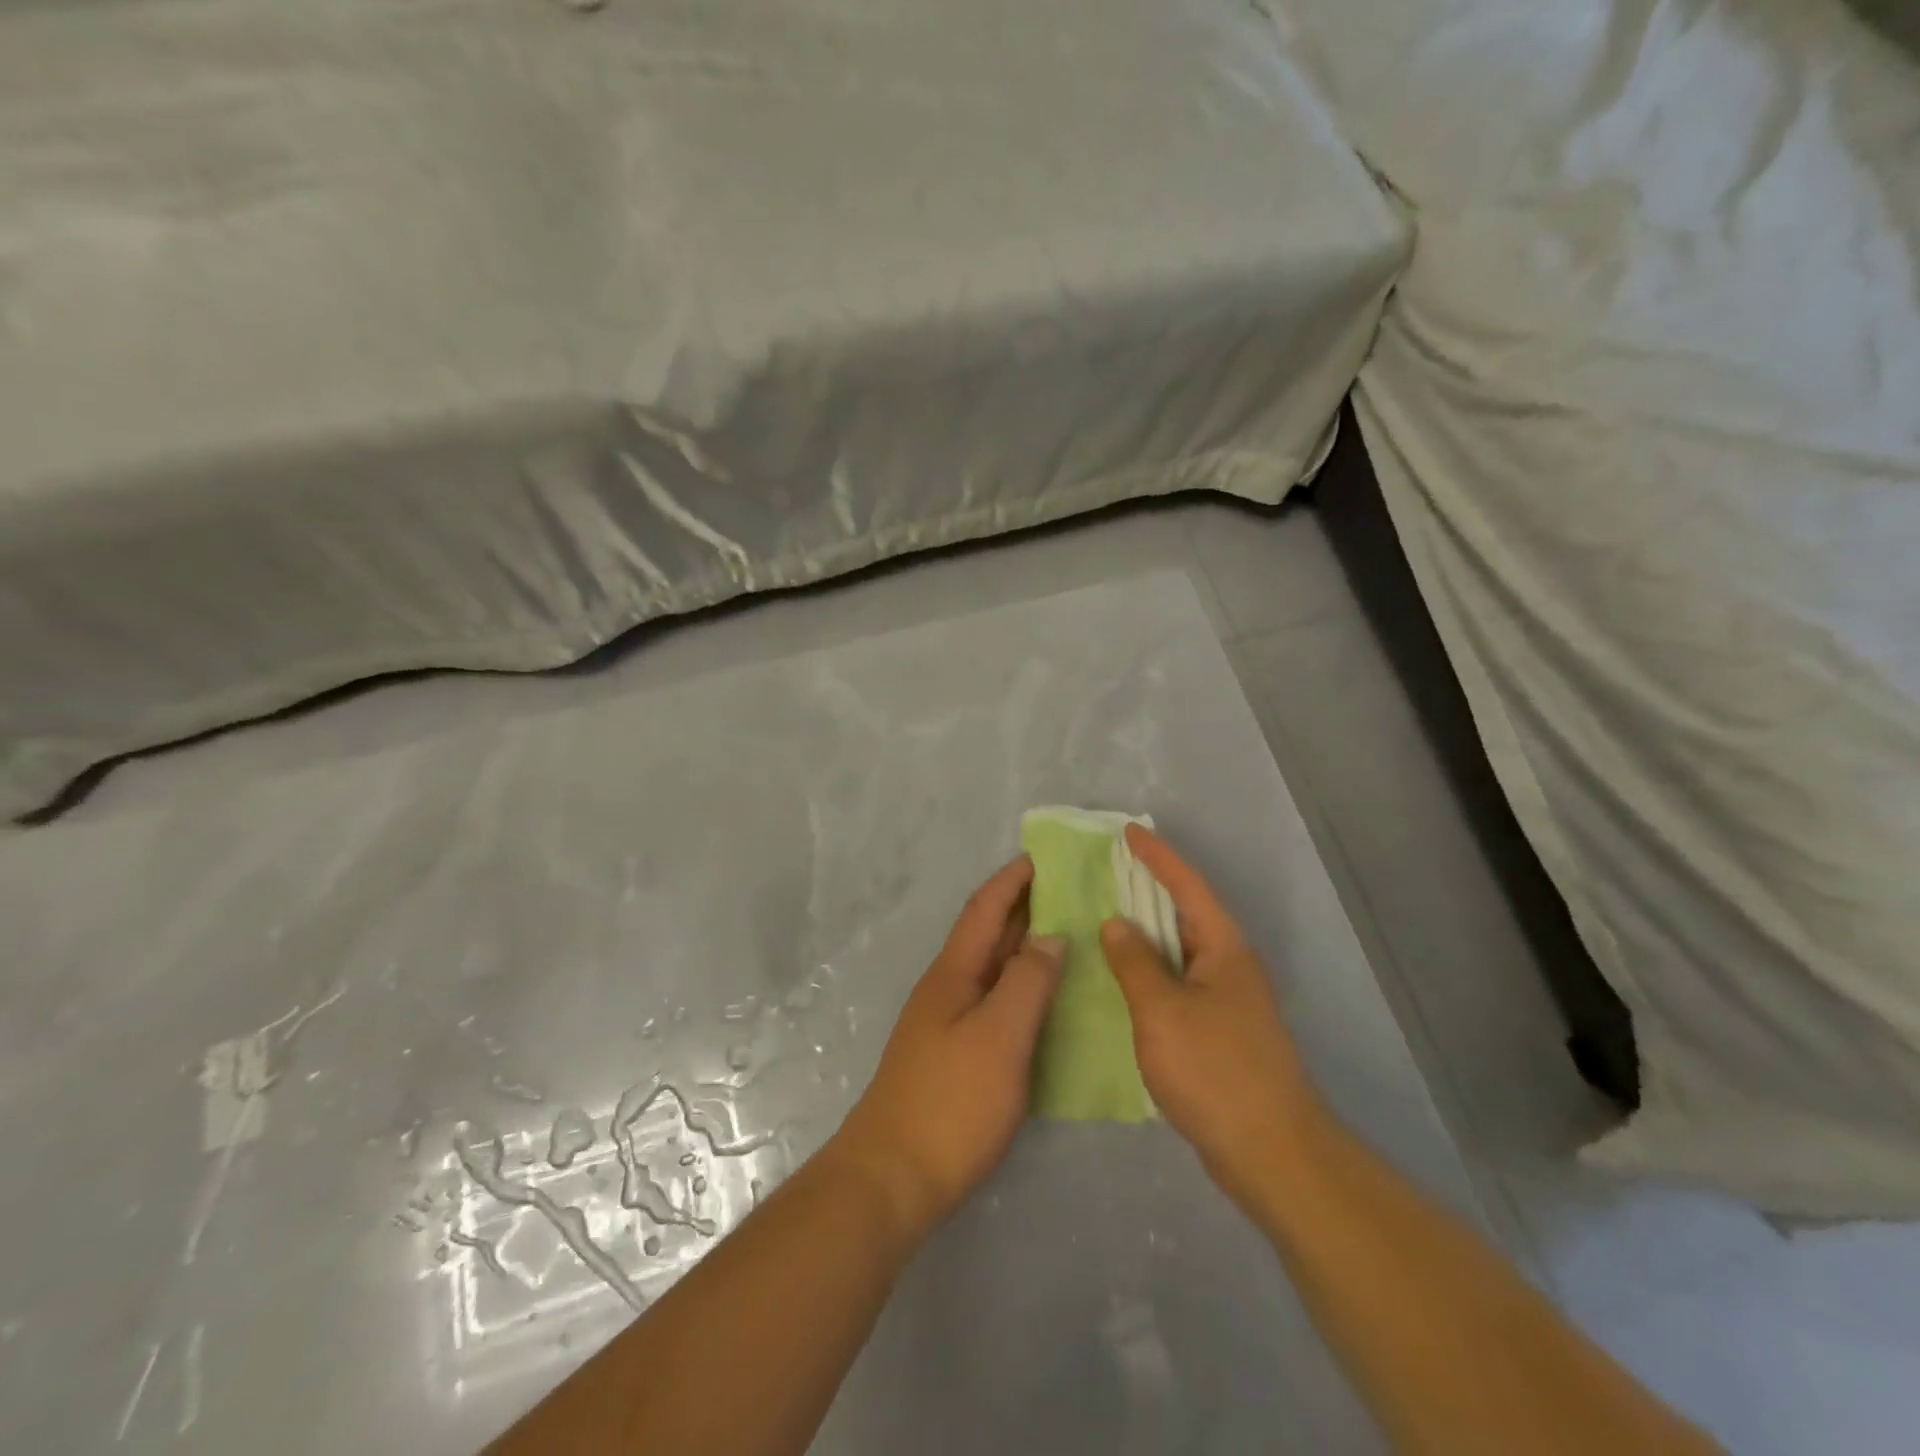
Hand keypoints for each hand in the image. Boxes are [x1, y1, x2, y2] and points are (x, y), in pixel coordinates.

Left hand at [828, 856, 1064, 1243]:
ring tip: (1069, 936)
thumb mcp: (999, 1036)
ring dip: (1025, 947)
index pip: (985, 910)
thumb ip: (1026, 982)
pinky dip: (1022, 987)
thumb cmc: (951, 1101)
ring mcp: (948, 1024)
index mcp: (954, 973)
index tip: (1044, 857)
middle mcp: (948, 989)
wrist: (893, 1178)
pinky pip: (995, 1002)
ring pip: (993, 969)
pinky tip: (1047, 1001)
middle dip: (1024, 907)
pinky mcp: (955, 1056)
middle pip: (988, 935)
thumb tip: (1049, 936)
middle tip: (1072, 891)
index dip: (1012, 880)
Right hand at [1100, 825, 1326, 1211]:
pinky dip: (1150, 972)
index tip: (1128, 831)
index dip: (1157, 856)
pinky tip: (1122, 980)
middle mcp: (1230, 965)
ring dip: (1146, 933)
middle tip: (1107, 871)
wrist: (1270, 1152)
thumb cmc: (1215, 1069)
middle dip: (1148, 889)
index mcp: (1224, 948)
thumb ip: (1135, 962)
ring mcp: (1227, 1000)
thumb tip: (1116, 924)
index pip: (1187, 886)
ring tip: (1104, 918)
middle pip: (1185, 913)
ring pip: (1180, 951)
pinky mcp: (1219, 1031)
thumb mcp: (1162, 1010)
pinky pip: (1178, 983)